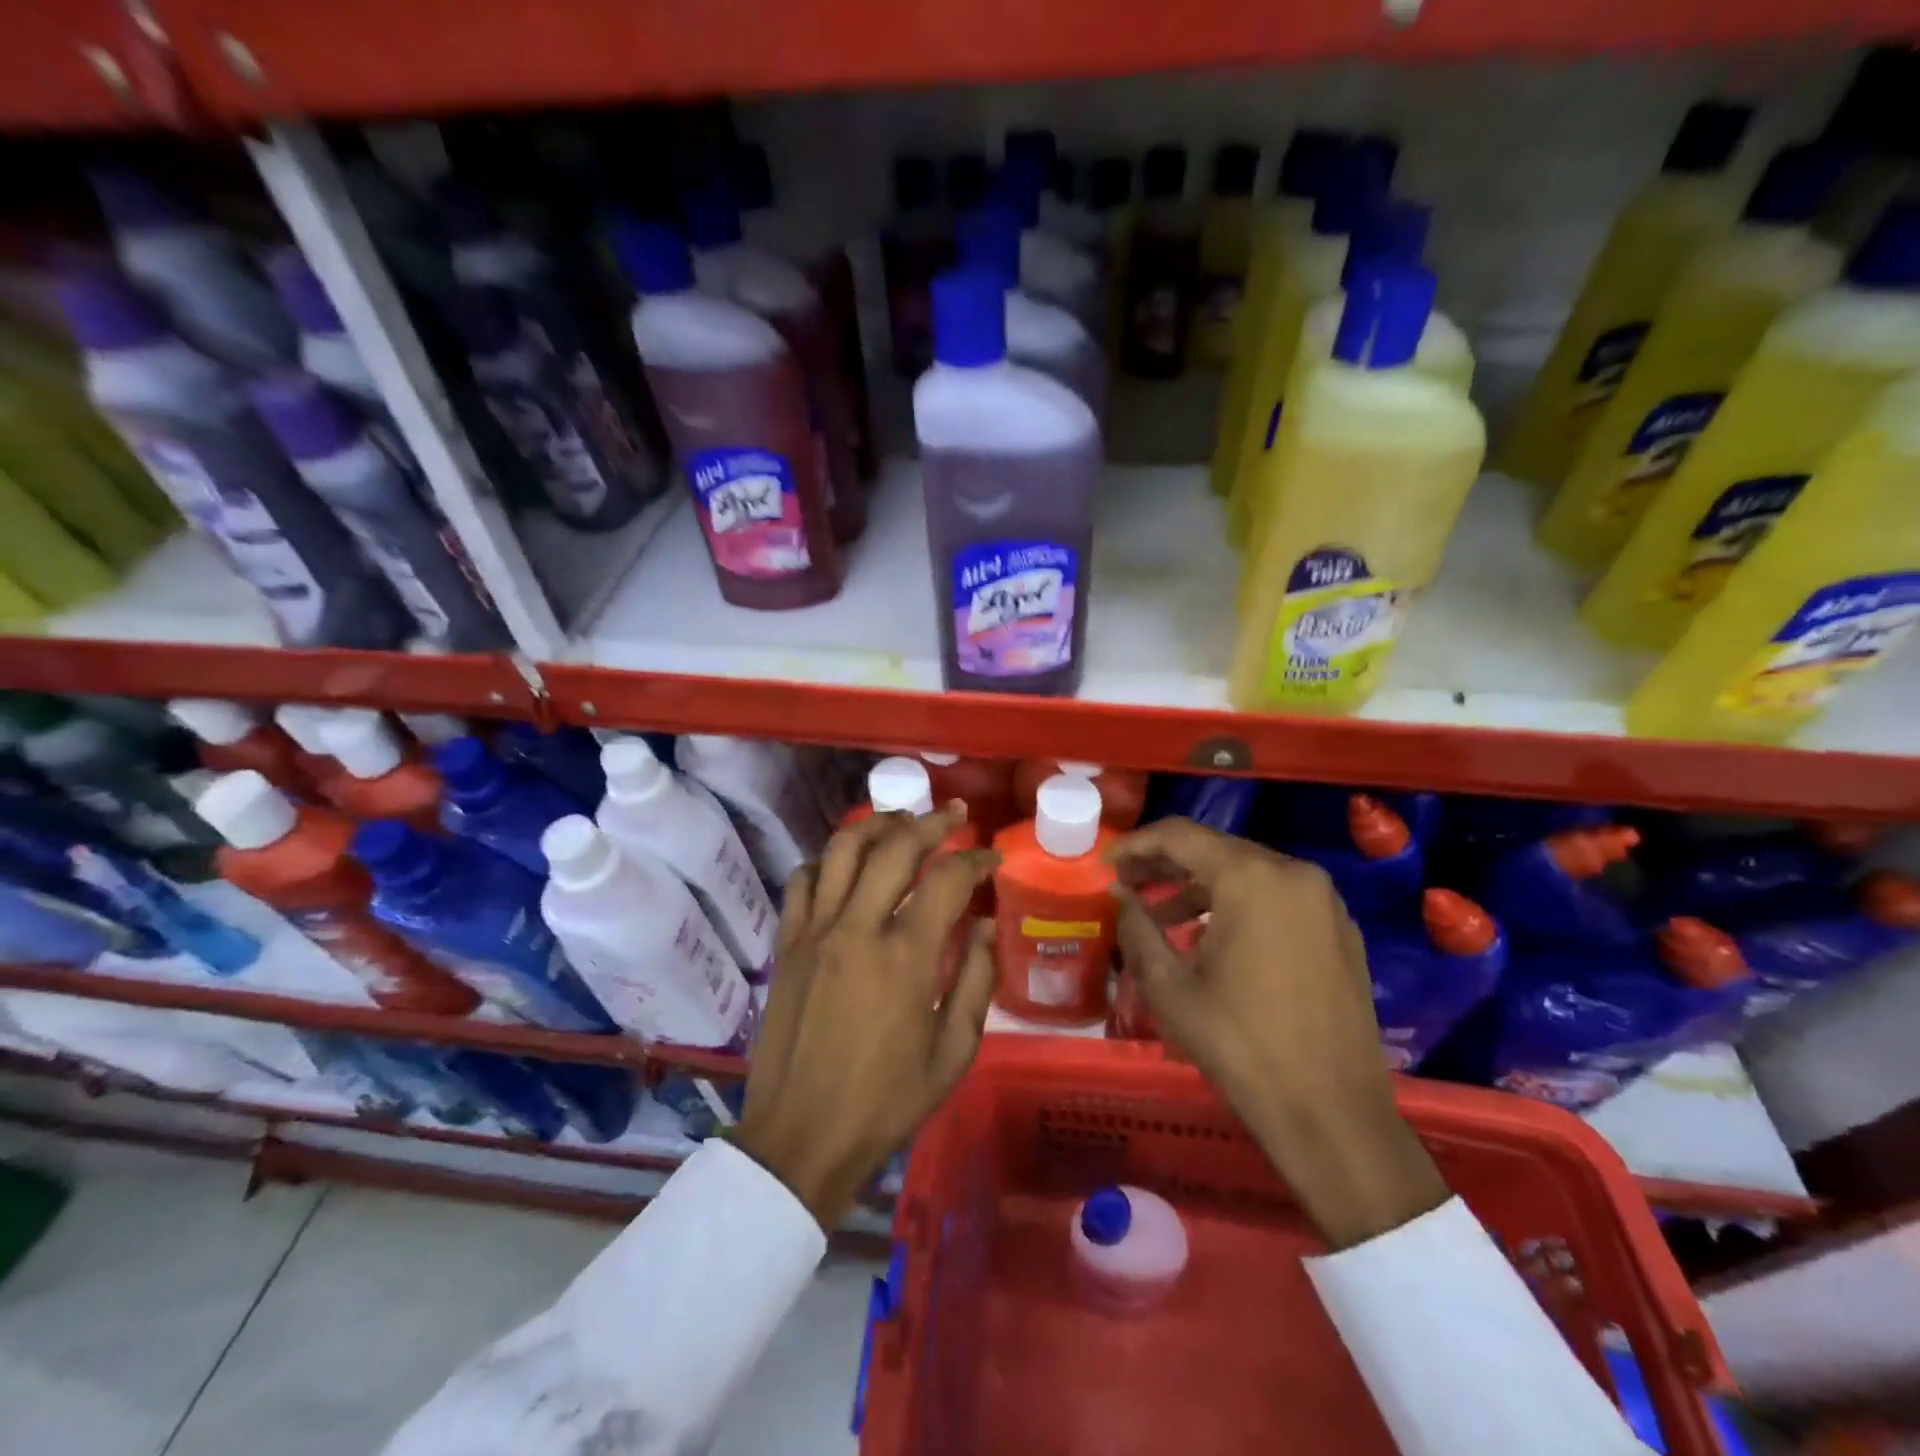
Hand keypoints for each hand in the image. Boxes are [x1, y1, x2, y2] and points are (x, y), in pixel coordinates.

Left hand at [735, 807, 998, 1228]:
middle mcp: (858, 928)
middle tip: (954, 815)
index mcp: (906, 958)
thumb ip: (975, 981)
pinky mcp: (787, 943)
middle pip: (895, 847)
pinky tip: (845, 866)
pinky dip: (827, 861)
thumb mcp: (953, 1052)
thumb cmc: (886, 1101)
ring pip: (843, 849)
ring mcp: (815, 931)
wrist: (802, 1136)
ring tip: (901, 821)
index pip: (947, 879)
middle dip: (931, 822)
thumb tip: (985, 926)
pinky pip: (803, 880)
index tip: (991, 859)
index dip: (975, 860)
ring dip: (877, 825)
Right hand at [1110, 818, 1448, 1249]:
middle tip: (1129, 886)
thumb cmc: (1239, 1045)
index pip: (1180, 835)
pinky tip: (1213, 937)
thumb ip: (1136, 926)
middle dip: (1167, 864)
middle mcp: (1294, 873)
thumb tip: (1119, 894)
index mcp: (1251, 877)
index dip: (1138, 845)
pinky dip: (1239, 904)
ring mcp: (1325, 901)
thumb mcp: (1169, 986)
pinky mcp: (1341, 930)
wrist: (1332, 1114)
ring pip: (1248, 873)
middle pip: (1217, 849)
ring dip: (1201, 887)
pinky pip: (1278, 898)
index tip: (1109, 865)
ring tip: (1163, 917)